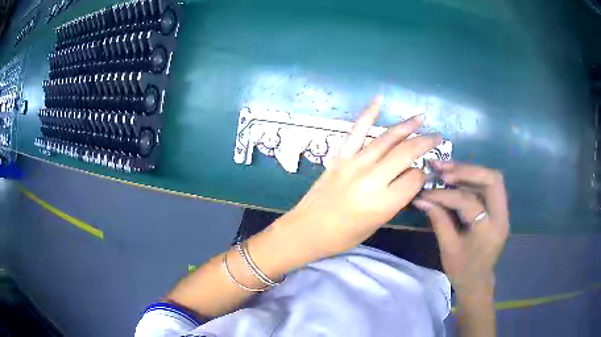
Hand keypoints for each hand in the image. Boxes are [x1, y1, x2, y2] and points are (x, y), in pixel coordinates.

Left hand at [278, 98, 441, 259]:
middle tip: (438, 137)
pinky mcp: (340, 157)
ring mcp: (354, 164)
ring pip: (386, 139)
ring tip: (421, 118)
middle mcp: (372, 179)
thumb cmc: (343, 236)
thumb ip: (397, 200)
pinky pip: (356, 131)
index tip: (423, 174)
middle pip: (406, 153)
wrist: (306, 230)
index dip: (422, 175)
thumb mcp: (377, 223)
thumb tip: (412, 178)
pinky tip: (378, 100)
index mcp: (384, 202)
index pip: (414, 178)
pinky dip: (368, 114)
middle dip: (425, 143)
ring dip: (406, 126)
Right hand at [413, 162, 509, 296]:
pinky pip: (488, 187)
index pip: (469, 202)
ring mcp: (503, 212)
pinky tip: (456, 180)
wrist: (477, 282)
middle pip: (492, 180)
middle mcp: (501, 217)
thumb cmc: (462, 270)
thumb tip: (421, 198)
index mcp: (489, 231)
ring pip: (492, 179)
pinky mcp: (499, 210)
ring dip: (469, 172)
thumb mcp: (448, 248)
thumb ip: (438, 220)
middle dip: (467, 171)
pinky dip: (471, 181)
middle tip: (443, 170)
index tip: (426, 193)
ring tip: (446, 169)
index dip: (445, 195)